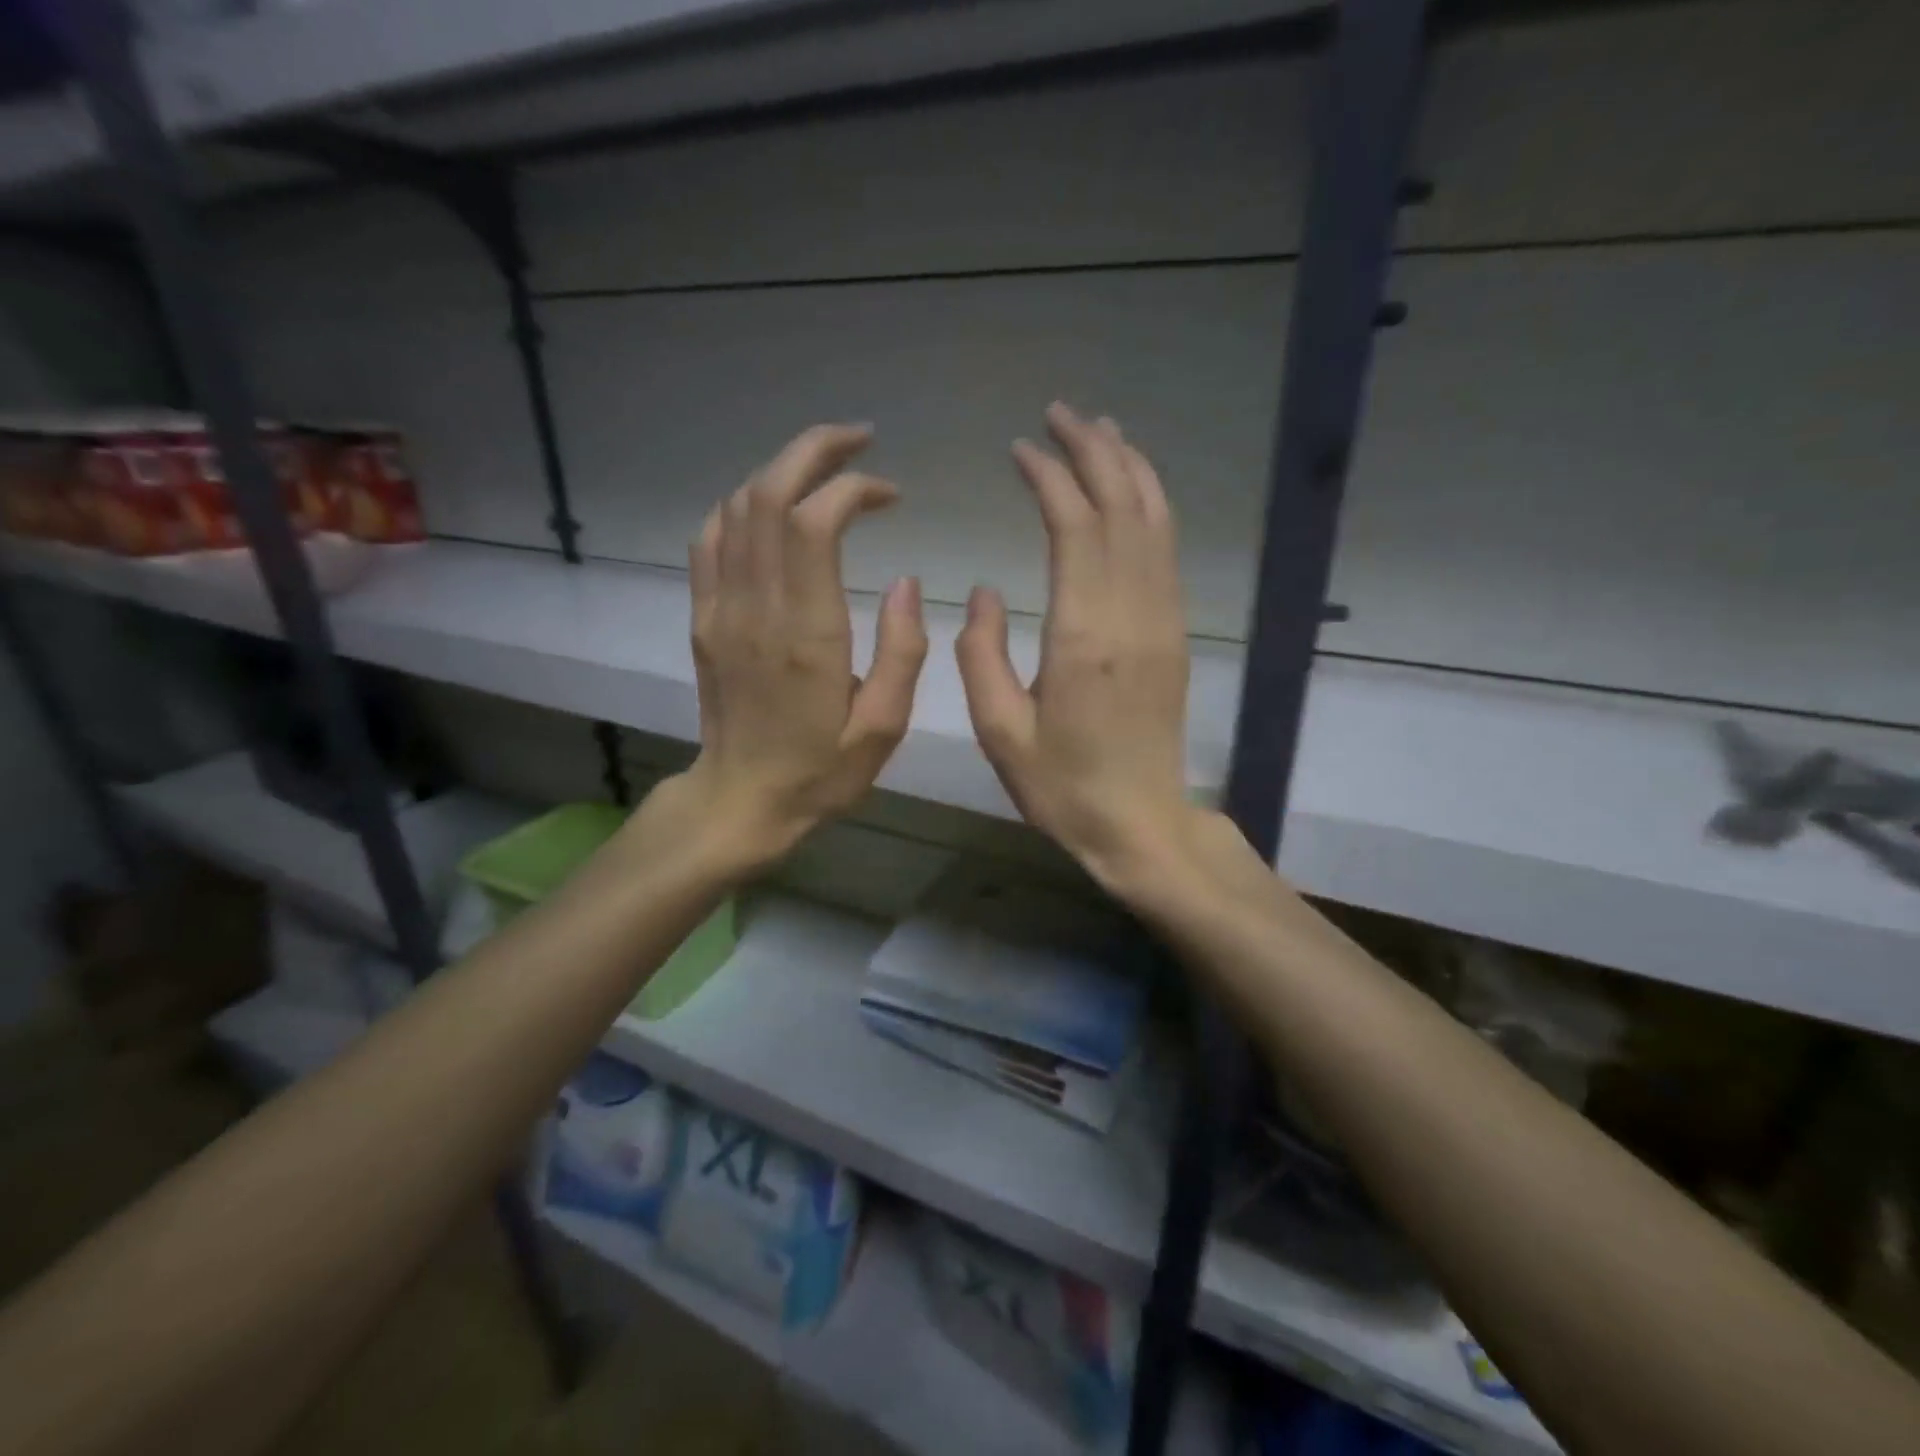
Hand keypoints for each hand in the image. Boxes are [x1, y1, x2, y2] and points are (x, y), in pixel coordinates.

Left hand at [658, 425, 927, 873]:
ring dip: (780, 471)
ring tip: (825, 468)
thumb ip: (902, 652)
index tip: (890, 495)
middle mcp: (756, 608)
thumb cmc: (820, 772)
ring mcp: (720, 609)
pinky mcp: (703, 618)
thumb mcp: (882, 728)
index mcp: (806, 634)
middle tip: (859, 442)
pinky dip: (743, 505)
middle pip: (768, 494)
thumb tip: (905, 581)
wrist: (740, 802)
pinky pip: (711, 538)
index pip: (813, 522)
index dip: (852, 488)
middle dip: (814, 451)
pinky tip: (773, 509)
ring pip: (737, 507)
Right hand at [958, 403, 1200, 893]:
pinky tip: (1133, 489)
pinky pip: (1167, 552)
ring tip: (1100, 429)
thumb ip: (982, 654)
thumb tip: (985, 591)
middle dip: (1093, 450)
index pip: (1074, 526)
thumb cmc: (1062, 787)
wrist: (1140, 825)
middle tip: (1061, 413)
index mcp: (1083, 635)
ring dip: (1129, 467)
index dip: (1049, 477)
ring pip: (1154, 521)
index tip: (1020, 449)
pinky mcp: (1175, 634)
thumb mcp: (1000, 732)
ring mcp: (1163, 621)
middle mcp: (1131, 614)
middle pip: (1122, 507)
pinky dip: (1152, 506)